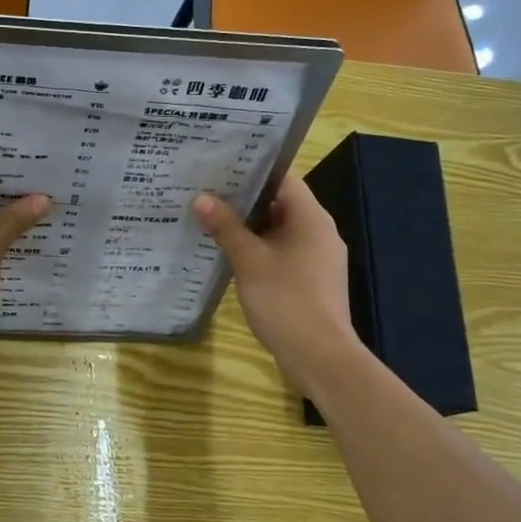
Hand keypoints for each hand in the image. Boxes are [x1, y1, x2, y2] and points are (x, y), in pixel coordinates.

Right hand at [194, 177, 357, 398]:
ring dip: (248, 227)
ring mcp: (316, 259)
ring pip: (278, 231)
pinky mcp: (309, 281)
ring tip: (209, 218)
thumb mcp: (250, 261)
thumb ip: (226, 227)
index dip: (252, 169)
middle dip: (243, 199)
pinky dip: (257, 250)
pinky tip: (228, 254)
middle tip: (205, 189)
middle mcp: (319, 232)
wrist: (319, 357)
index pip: (283, 178)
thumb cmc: (286, 300)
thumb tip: (201, 198)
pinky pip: (281, 254)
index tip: (220, 164)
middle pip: (279, 204)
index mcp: (311, 218)